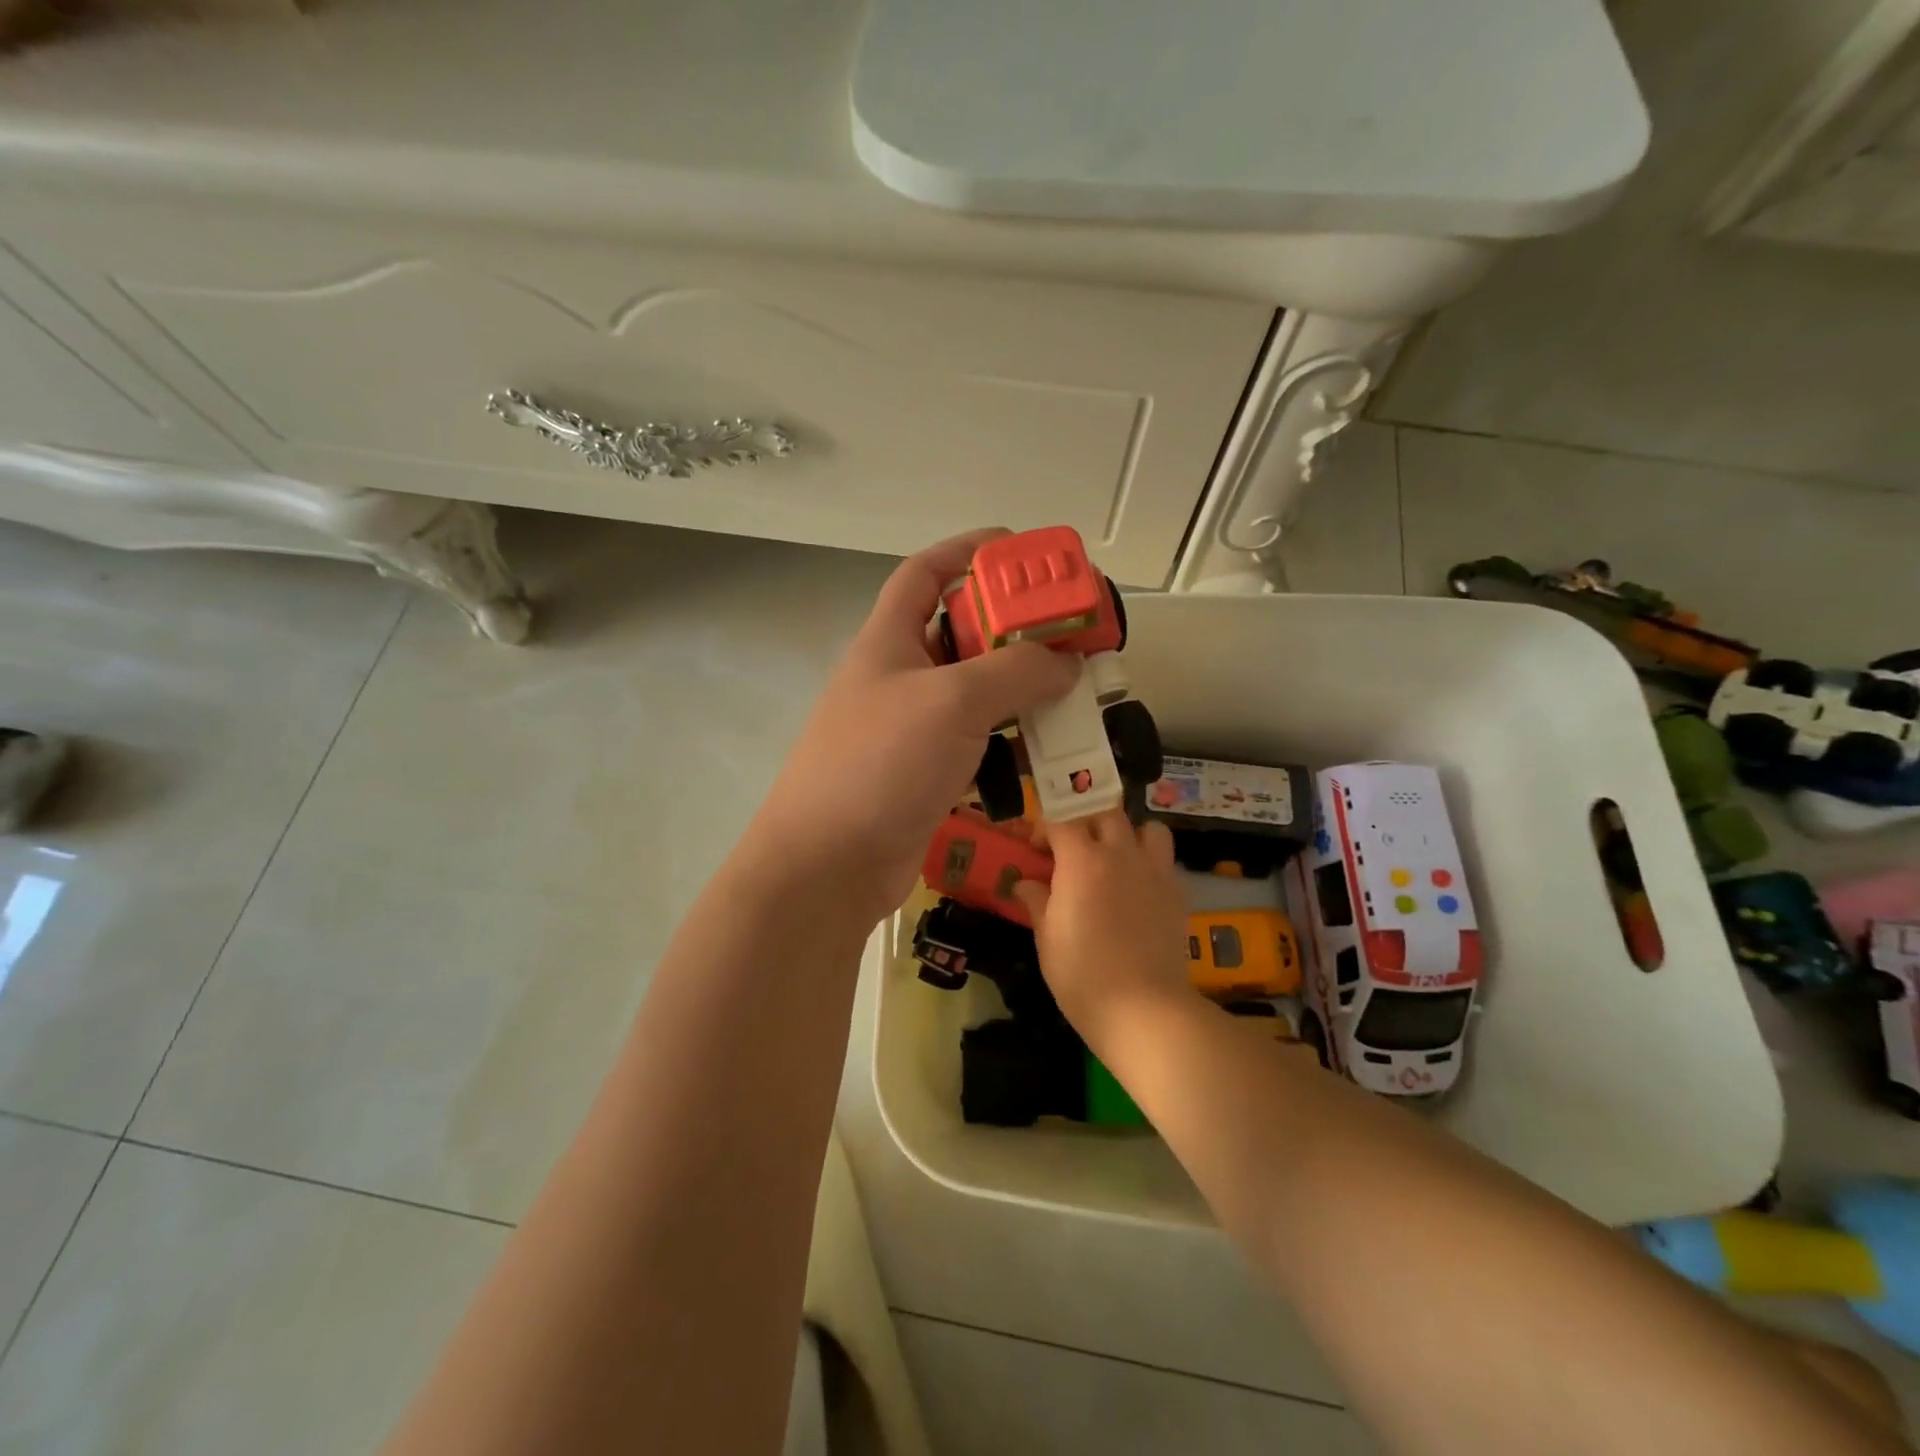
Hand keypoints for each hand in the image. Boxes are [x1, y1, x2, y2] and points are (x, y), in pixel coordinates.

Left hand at [750, 529, 1077, 923]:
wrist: (829, 865)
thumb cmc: (882, 763)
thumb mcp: (953, 701)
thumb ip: (1015, 672)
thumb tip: (1066, 663)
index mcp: (888, 639)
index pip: (925, 572)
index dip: (968, 550)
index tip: (1020, 550)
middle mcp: (897, 677)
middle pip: (960, 633)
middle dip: (1013, 628)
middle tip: (1068, 632)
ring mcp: (909, 729)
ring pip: (974, 693)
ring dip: (1019, 688)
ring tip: (1071, 689)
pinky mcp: (924, 773)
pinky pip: (975, 742)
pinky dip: (1008, 740)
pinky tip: (1045, 749)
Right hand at [1014, 811, 1198, 1041]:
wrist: (1144, 1008)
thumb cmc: (1082, 975)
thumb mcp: (1047, 939)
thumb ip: (1036, 901)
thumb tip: (1025, 883)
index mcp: (1081, 860)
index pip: (1061, 819)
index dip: (1044, 828)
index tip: (1036, 849)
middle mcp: (1120, 853)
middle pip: (1104, 812)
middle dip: (1085, 822)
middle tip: (1073, 850)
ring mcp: (1154, 870)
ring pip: (1145, 827)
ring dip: (1127, 834)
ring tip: (1115, 858)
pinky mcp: (1177, 891)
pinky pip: (1164, 858)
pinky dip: (1149, 860)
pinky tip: (1138, 887)